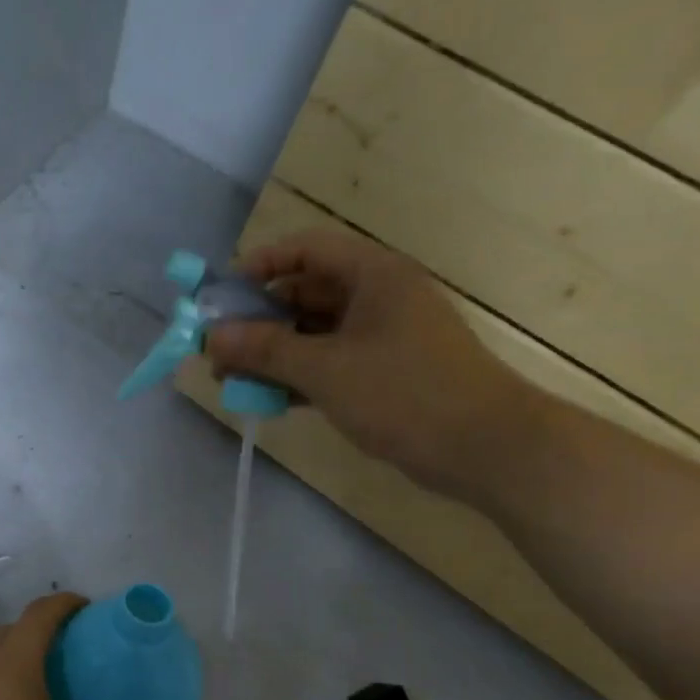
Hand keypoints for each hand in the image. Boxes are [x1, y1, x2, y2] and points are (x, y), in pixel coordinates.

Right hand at [205, 228, 534, 501]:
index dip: (259, 266)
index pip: (305, 250)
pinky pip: (329, 363)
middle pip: (304, 293)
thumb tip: (212, 336)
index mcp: (373, 275)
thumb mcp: (325, 369)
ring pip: (313, 333)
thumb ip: (264, 350)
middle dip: (257, 320)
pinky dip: (297, 376)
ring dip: (272, 353)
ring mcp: (382, 337)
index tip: (221, 297)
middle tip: (218, 349)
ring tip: (231, 380)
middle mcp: (377, 297)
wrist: (487, 449)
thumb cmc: (405, 394)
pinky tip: (266, 398)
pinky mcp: (384, 374)